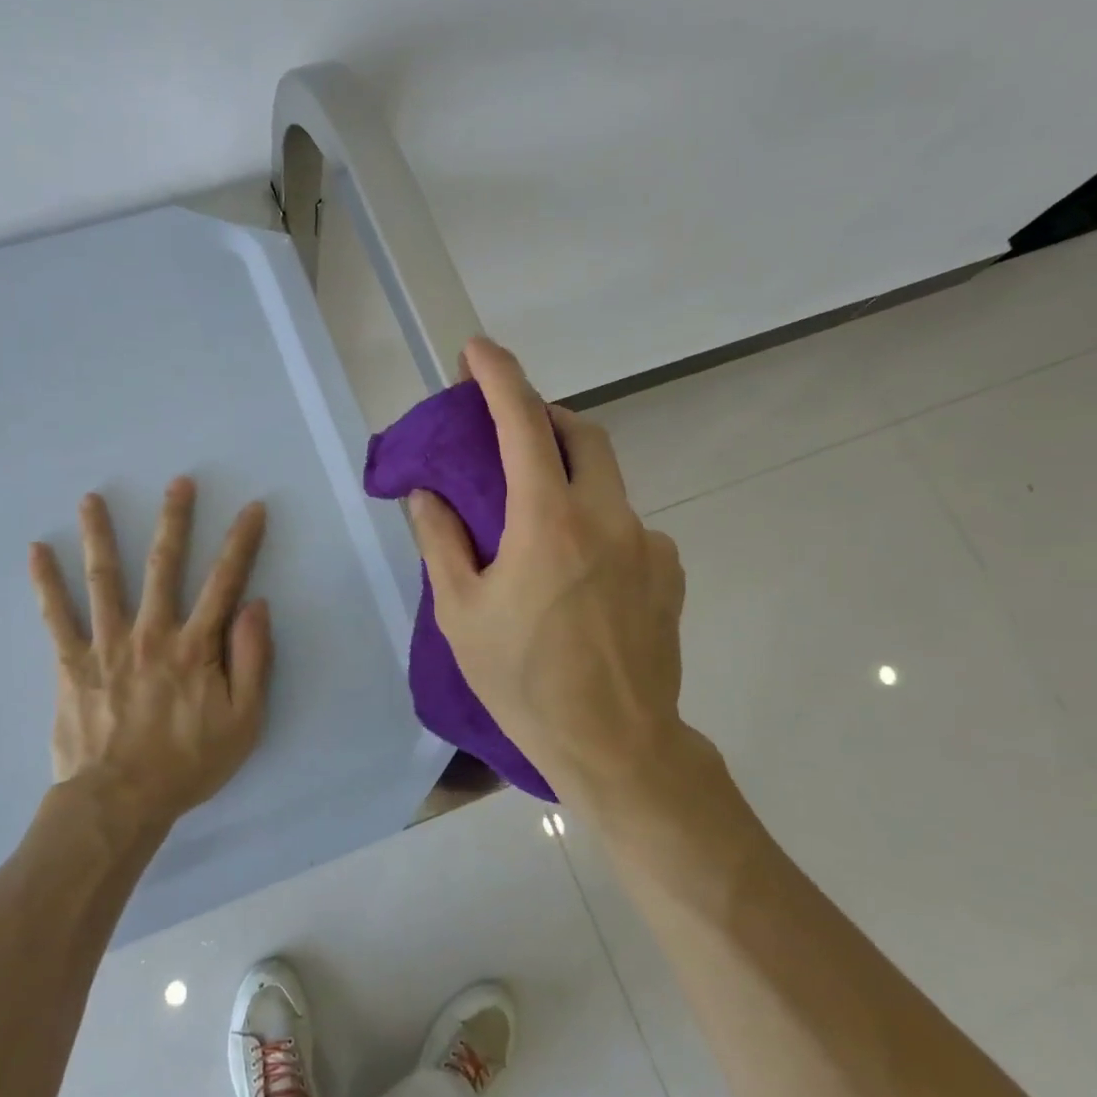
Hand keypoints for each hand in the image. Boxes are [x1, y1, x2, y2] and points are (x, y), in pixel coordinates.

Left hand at [29, 478, 271, 830]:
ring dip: (100, 535)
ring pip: (105, 579)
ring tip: (91, 499)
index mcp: (196, 646)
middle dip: (175, 520)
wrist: (119, 802)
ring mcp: (108, 645)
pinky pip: (56, 617)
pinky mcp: (72, 663)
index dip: (242, 542)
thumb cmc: (188, 764)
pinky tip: (36, 552)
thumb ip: (253, 660)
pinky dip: (46, 584)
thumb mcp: (243, 721)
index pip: (225, 582)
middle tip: (178, 482)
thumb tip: (255, 604)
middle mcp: (152, 633)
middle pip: (165, 566)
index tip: (252, 508)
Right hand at [406, 338, 708, 807]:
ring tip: (537, 521)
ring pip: (607, 483)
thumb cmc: (525, 682)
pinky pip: (628, 527)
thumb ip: (442, 543)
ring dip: (569, 477)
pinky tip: (578, 573)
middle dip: (544, 416)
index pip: (522, 424)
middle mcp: (607, 516)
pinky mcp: (669, 572)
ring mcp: (648, 543)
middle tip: (511, 433)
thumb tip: (426, 494)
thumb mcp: (462, 614)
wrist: (618, 745)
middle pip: (581, 434)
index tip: (475, 351)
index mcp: (548, 521)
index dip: (497, 377)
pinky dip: (596, 525)